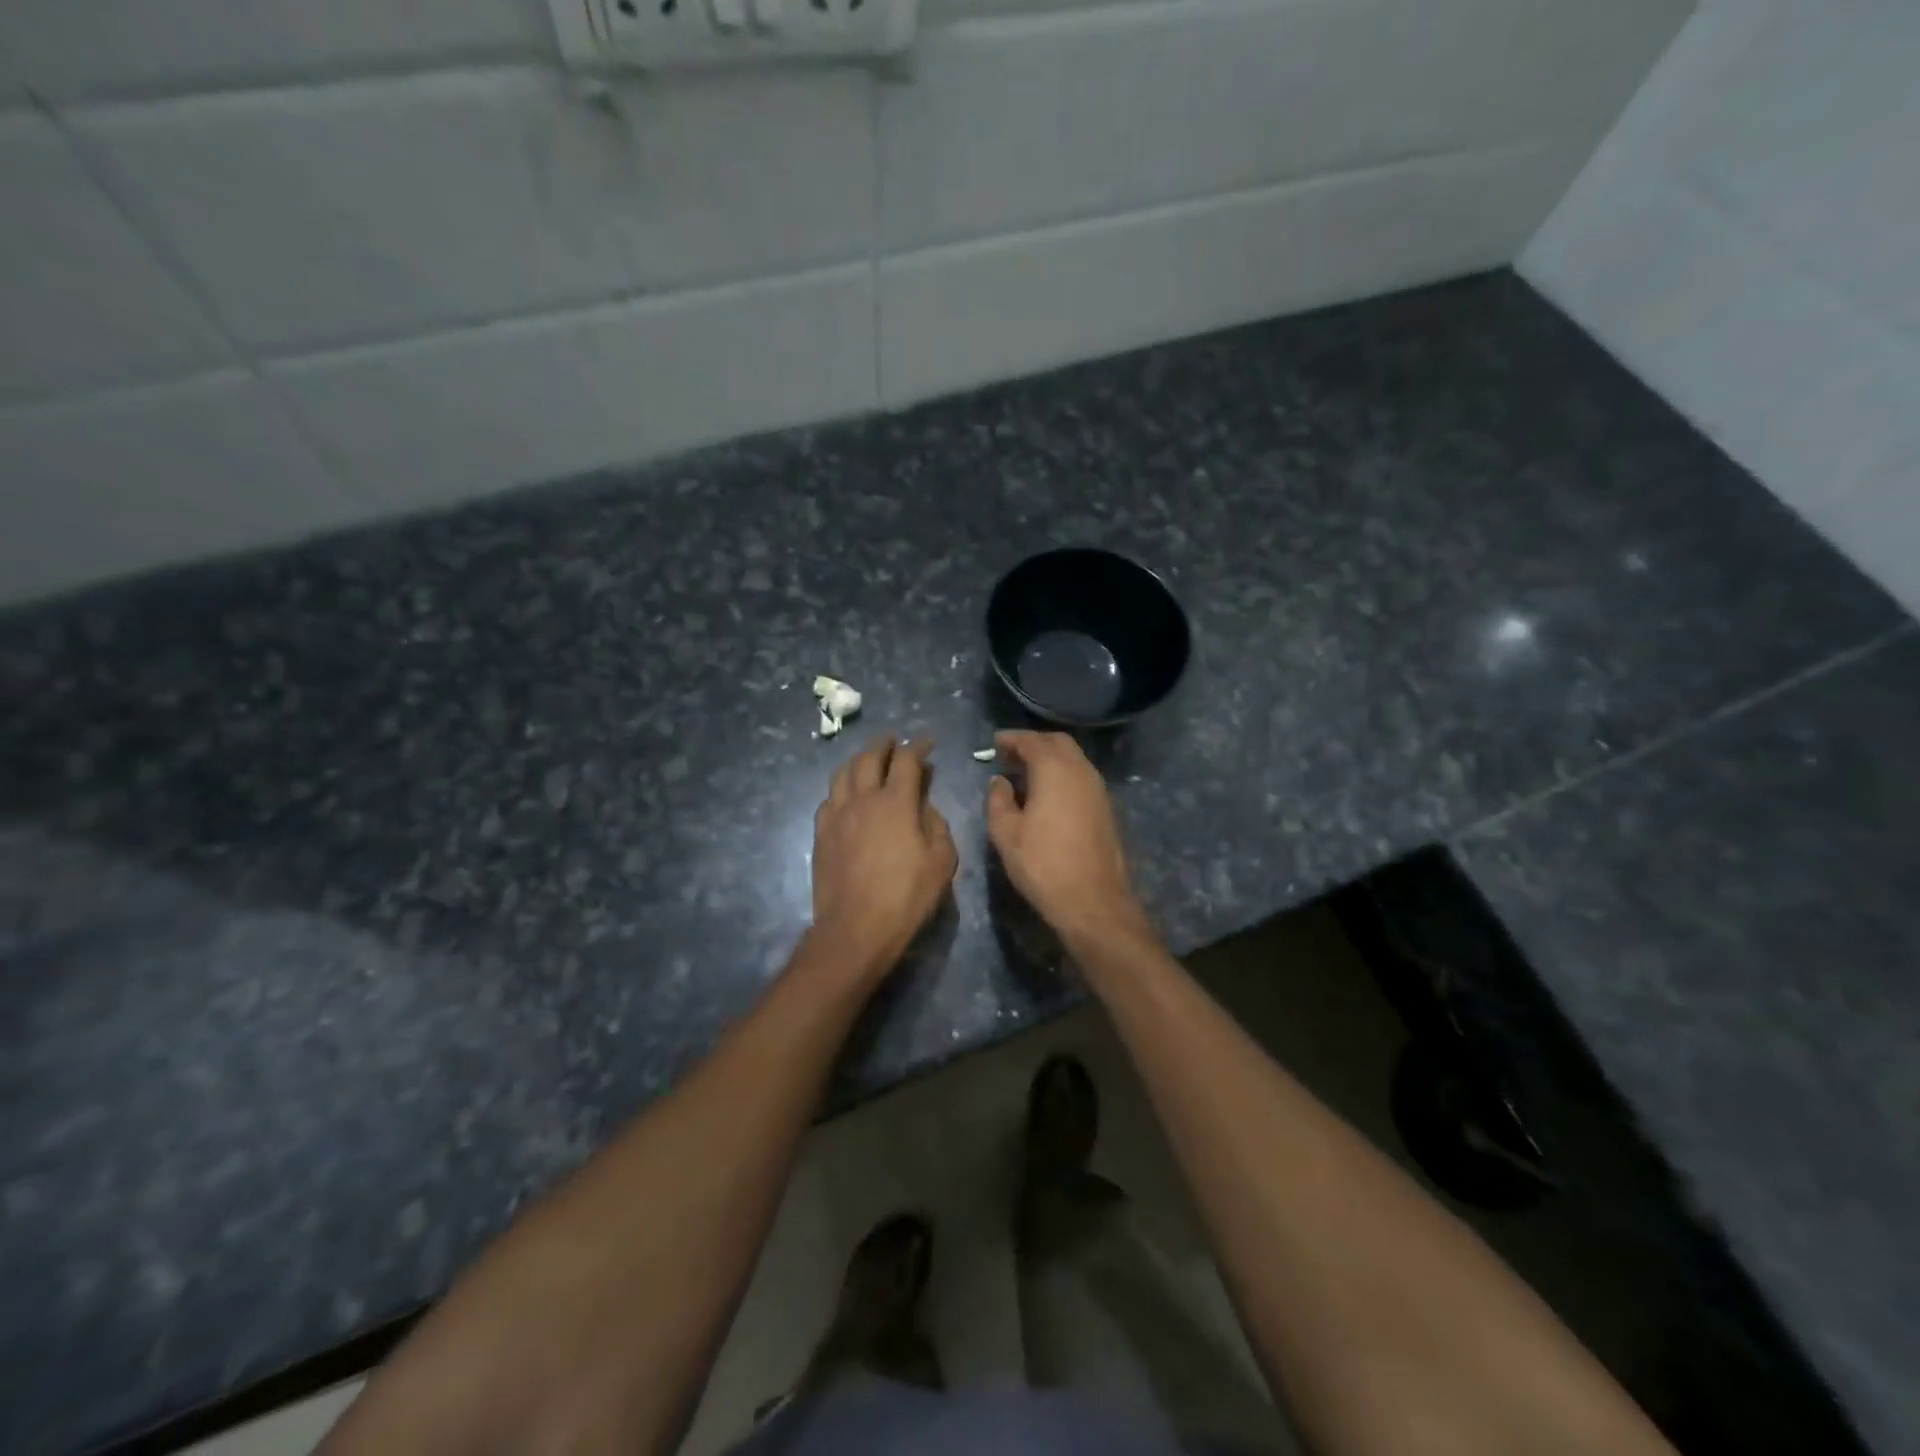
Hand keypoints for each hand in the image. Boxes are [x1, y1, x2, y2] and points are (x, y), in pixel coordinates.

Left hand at [810, 734, 957, 981]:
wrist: (855, 928)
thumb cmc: (906, 897)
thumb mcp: (941, 861)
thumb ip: (936, 825)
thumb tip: (925, 805)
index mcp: (896, 802)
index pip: (906, 760)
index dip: (918, 746)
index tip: (927, 742)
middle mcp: (863, 799)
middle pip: (869, 757)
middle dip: (884, 744)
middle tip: (894, 740)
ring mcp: (837, 815)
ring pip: (843, 772)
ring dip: (858, 759)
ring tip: (868, 758)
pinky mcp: (820, 833)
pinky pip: (829, 798)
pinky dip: (841, 787)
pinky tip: (846, 794)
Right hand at [986, 731, 1149, 944]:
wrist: (1094, 902)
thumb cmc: (1043, 865)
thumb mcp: (1006, 833)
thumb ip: (998, 799)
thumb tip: (1000, 780)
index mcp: (1055, 770)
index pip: (1031, 741)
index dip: (1011, 739)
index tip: (995, 743)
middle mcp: (1081, 770)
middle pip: (1058, 742)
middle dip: (1033, 743)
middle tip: (1010, 755)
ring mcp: (1099, 789)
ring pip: (1074, 759)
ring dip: (1050, 759)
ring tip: (1026, 774)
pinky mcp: (1107, 808)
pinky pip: (1082, 777)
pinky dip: (1063, 775)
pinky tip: (1048, 795)